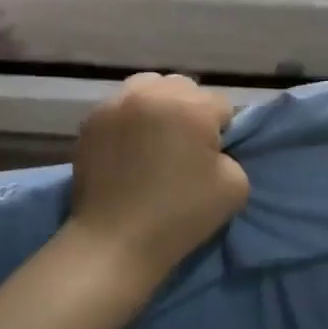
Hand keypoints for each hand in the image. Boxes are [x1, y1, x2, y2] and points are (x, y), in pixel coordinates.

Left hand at [66, 74, 249, 289]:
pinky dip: (129, 119)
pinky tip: (128, 148)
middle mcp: (152, 93)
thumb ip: (231, 155)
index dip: (220, 132)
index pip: (220, 105)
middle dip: (190, 110)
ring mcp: (117, 103)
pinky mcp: (91, 119)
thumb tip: (211, 147)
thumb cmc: (179, 216)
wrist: (115, 242)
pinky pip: (120, 105)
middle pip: (184, 87)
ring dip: (158, 105)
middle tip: (183, 146)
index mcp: (191, 107)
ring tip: (153, 139)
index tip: (210, 158)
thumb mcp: (236, 187)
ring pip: (149, 86)